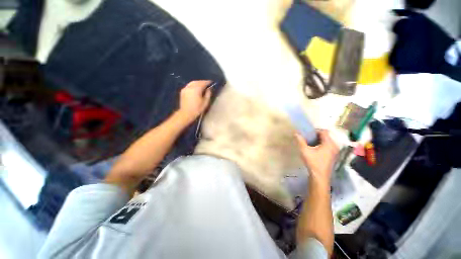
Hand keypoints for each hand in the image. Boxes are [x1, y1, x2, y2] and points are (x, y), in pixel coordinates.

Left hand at [176, 80, 211, 123]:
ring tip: (202, 86)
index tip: (211, 82)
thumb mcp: (205, 102)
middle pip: (197, 82)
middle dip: (202, 82)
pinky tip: (196, 88)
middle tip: (207, 84)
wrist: (186, 113)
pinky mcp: (182, 91)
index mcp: (196, 89)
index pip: (203, 83)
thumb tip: (209, 89)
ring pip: (192, 83)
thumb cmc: (197, 109)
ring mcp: (185, 88)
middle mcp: (190, 87)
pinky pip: (189, 85)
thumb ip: (208, 94)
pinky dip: (193, 85)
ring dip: (198, 83)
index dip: (208, 82)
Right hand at [295, 130, 338, 186]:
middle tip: (306, 138)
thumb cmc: (313, 162)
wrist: (320, 176)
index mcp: (329, 143)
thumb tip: (296, 133)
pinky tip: (313, 150)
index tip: (307, 133)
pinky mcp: (332, 156)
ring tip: (308, 143)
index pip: (324, 131)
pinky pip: (327, 146)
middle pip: (325, 136)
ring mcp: (334, 151)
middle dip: (315, 136)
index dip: (315, 130)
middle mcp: (334, 146)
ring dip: (317, 141)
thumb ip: (300, 141)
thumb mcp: (305, 151)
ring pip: (326, 141)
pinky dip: (320, 145)